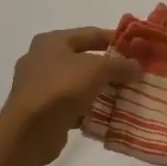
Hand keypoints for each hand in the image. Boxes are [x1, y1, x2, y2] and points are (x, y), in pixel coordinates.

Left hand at [0, 27, 141, 165]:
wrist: (29, 131)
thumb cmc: (61, 88)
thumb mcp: (97, 70)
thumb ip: (120, 65)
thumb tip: (137, 67)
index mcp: (51, 41)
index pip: (90, 34)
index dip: (115, 39)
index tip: (136, 48)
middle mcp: (41, 59)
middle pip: (83, 59)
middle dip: (108, 67)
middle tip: (132, 74)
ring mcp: (38, 86)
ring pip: (77, 83)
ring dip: (98, 89)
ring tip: (123, 95)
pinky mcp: (40, 110)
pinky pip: (70, 105)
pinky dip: (87, 108)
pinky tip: (106, 115)